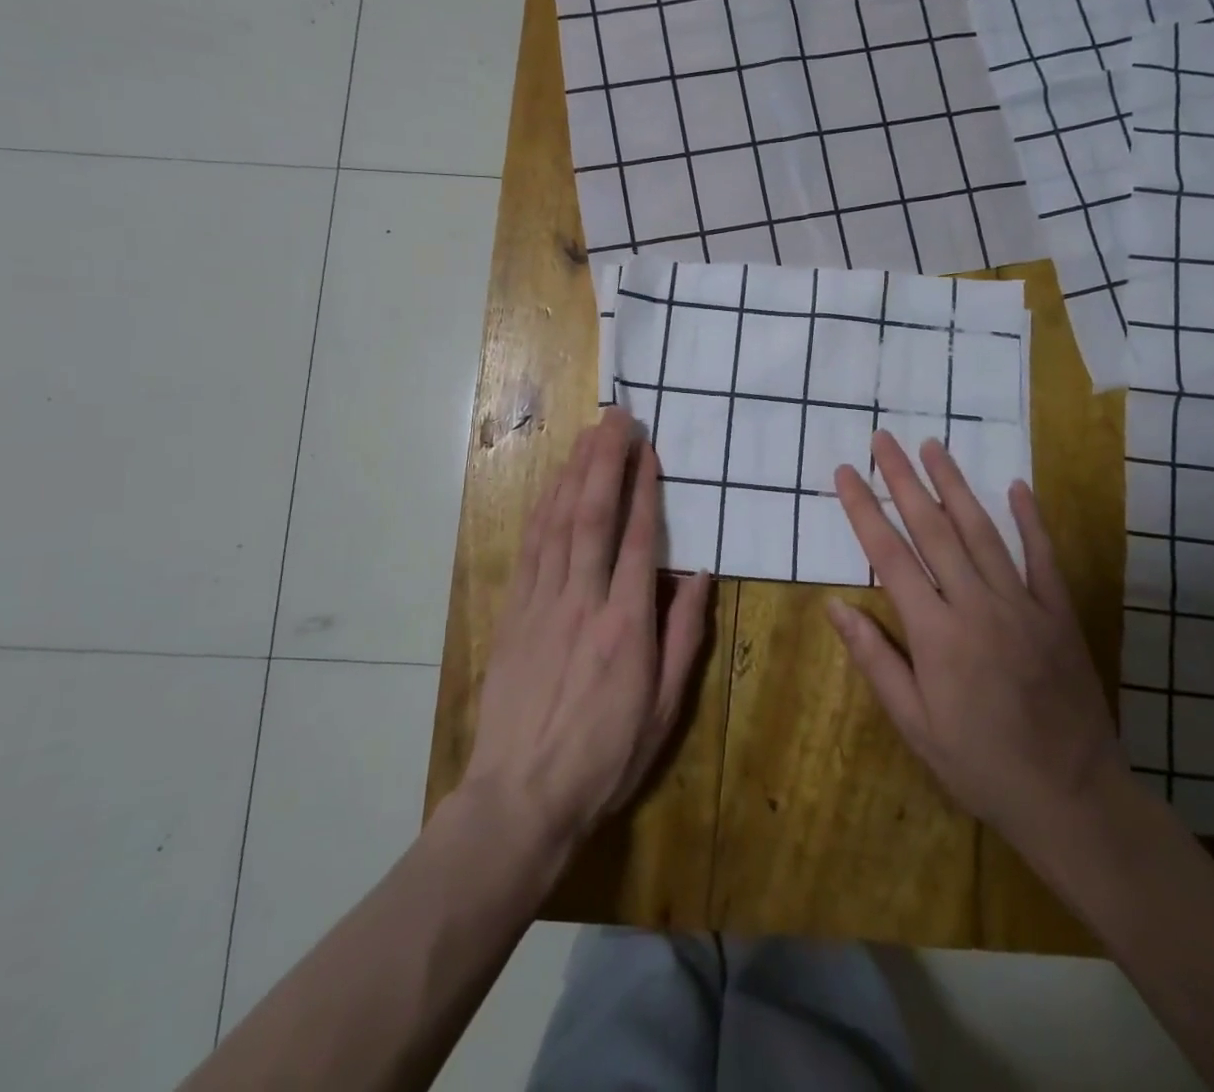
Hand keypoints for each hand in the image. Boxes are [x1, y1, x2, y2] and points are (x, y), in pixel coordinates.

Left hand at [463, 408, 712, 854]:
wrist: (520, 797)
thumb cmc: (604, 757)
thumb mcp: (665, 709)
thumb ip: (684, 636)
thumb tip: (699, 576)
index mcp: (626, 624)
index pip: (637, 538)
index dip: (643, 487)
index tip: (647, 449)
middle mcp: (583, 601)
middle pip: (593, 515)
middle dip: (605, 460)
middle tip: (616, 417)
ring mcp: (542, 603)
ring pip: (558, 523)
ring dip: (572, 474)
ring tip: (586, 436)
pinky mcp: (514, 613)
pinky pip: (530, 549)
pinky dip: (542, 510)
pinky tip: (550, 487)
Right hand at [829, 432, 1127, 856]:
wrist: (1072, 797)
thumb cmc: (979, 764)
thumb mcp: (914, 723)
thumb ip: (875, 659)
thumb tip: (835, 605)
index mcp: (936, 633)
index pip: (889, 555)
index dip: (863, 509)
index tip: (846, 472)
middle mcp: (977, 605)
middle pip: (932, 528)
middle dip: (903, 479)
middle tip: (883, 438)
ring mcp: (1023, 604)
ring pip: (982, 531)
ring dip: (955, 484)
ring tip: (933, 445)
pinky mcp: (1059, 613)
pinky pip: (1042, 556)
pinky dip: (1030, 519)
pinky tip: (1017, 485)